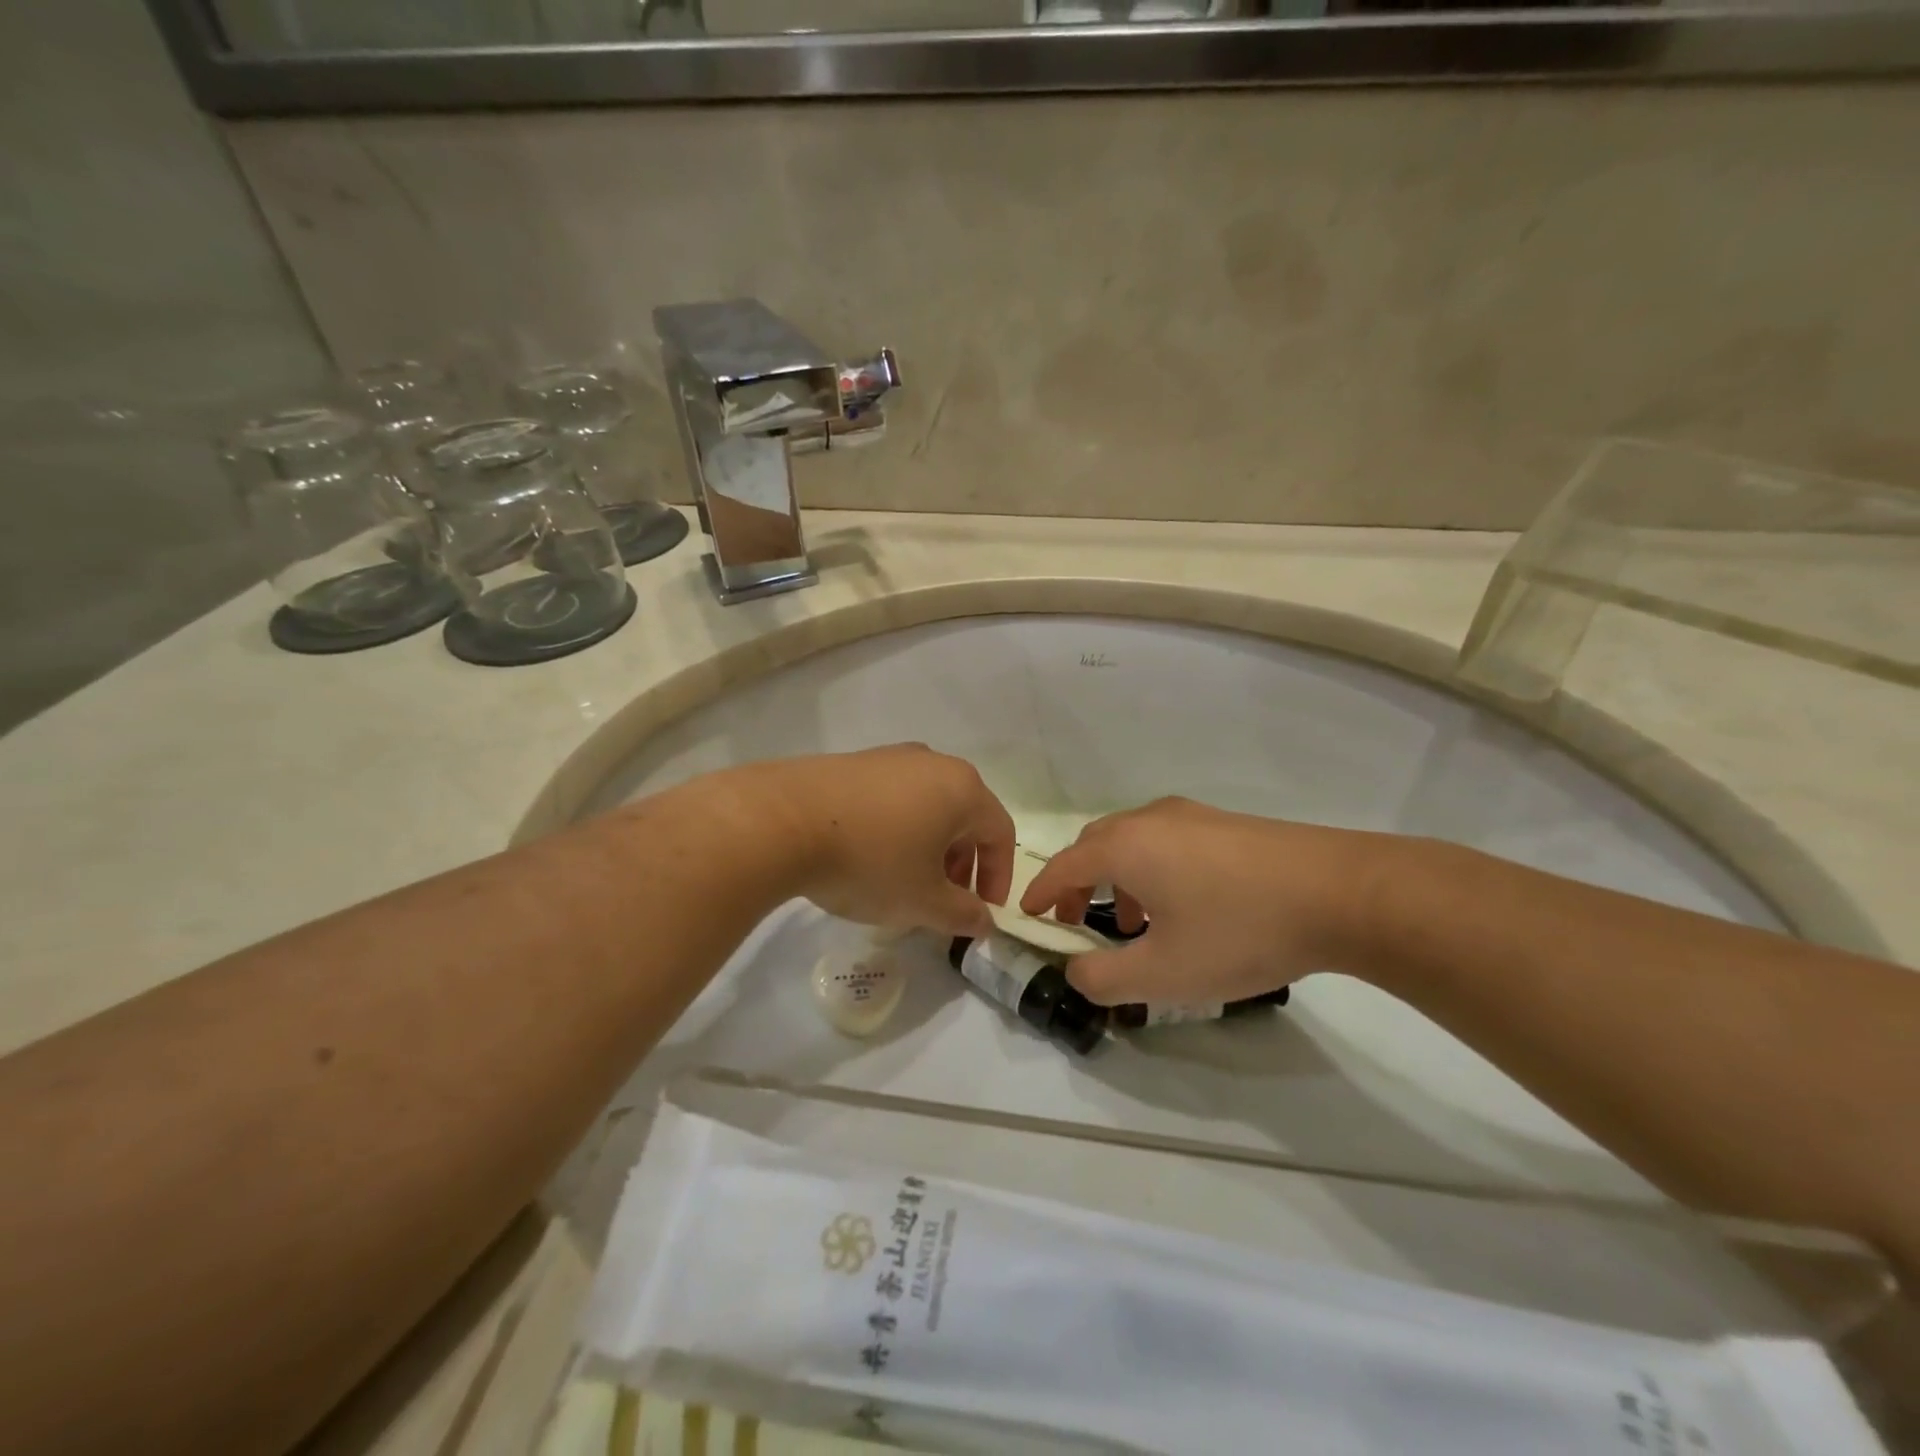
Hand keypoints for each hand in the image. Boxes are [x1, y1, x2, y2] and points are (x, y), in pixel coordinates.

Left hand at [743, 745, 1015, 936]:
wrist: (783, 820)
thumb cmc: (870, 861)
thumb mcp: (923, 901)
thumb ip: (963, 915)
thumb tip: (984, 922)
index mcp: (963, 789)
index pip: (1000, 833)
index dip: (998, 876)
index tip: (983, 911)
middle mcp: (933, 763)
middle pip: (965, 816)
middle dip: (962, 862)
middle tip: (945, 899)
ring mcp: (891, 758)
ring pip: (928, 805)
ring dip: (929, 846)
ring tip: (905, 880)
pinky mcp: (854, 762)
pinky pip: (892, 797)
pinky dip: (897, 828)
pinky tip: (869, 856)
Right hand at [1018, 797, 1382, 1005]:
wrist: (1341, 893)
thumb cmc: (1239, 931)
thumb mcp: (1164, 973)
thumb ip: (1104, 979)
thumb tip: (1075, 972)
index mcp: (1125, 846)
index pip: (1063, 865)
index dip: (1040, 893)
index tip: (1027, 915)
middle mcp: (1151, 819)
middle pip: (1095, 845)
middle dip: (1077, 883)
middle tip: (1073, 920)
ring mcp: (1193, 816)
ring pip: (1133, 842)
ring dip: (1117, 879)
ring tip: (1131, 924)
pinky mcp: (1227, 824)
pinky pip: (1167, 842)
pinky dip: (1151, 870)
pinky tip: (1182, 907)